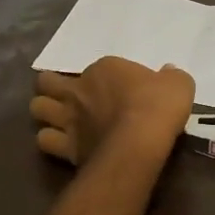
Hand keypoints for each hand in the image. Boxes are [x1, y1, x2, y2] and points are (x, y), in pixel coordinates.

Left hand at [31, 57, 194, 166]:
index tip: (115, 89)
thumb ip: (170, 76)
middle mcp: (79, 90)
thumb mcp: (177, 83)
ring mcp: (69, 118)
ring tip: (55, 117)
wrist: (141, 141)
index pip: (95, 68)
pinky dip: (49, 140)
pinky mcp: (66, 146)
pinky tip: (59, 143)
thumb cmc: (158, 106)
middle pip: (47, 82)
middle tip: (65, 95)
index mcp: (104, 69)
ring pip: (37, 108)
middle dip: (51, 86)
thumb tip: (168, 72)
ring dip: (44, 111)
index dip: (101, 78)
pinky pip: (44, 140)